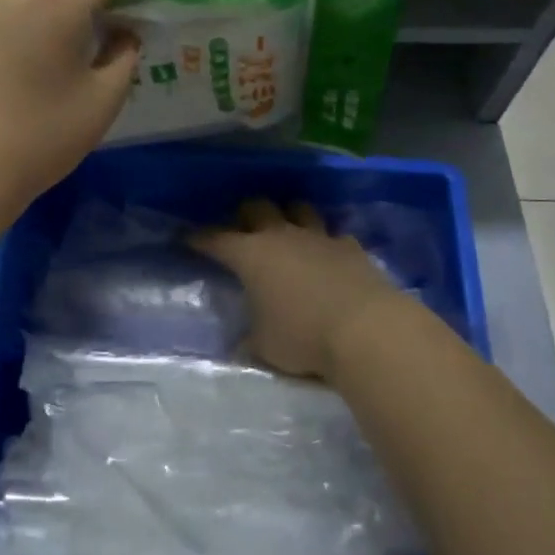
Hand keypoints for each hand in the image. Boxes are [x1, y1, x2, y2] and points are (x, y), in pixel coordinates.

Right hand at [190, 199, 405, 383]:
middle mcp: (282, 236)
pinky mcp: (351, 247)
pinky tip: (327, 254)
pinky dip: (326, 242)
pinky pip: (333, 234)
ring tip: (286, 230)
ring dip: (289, 216)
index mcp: (250, 255)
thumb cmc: (303, 337)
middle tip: (241, 228)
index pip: (215, 239)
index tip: (187, 238)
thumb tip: (243, 342)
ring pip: (298, 209)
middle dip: (245, 215)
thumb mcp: (264, 347)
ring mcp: (319, 237)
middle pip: (257, 208)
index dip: (199, 238)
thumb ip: (251, 338)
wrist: (367, 329)